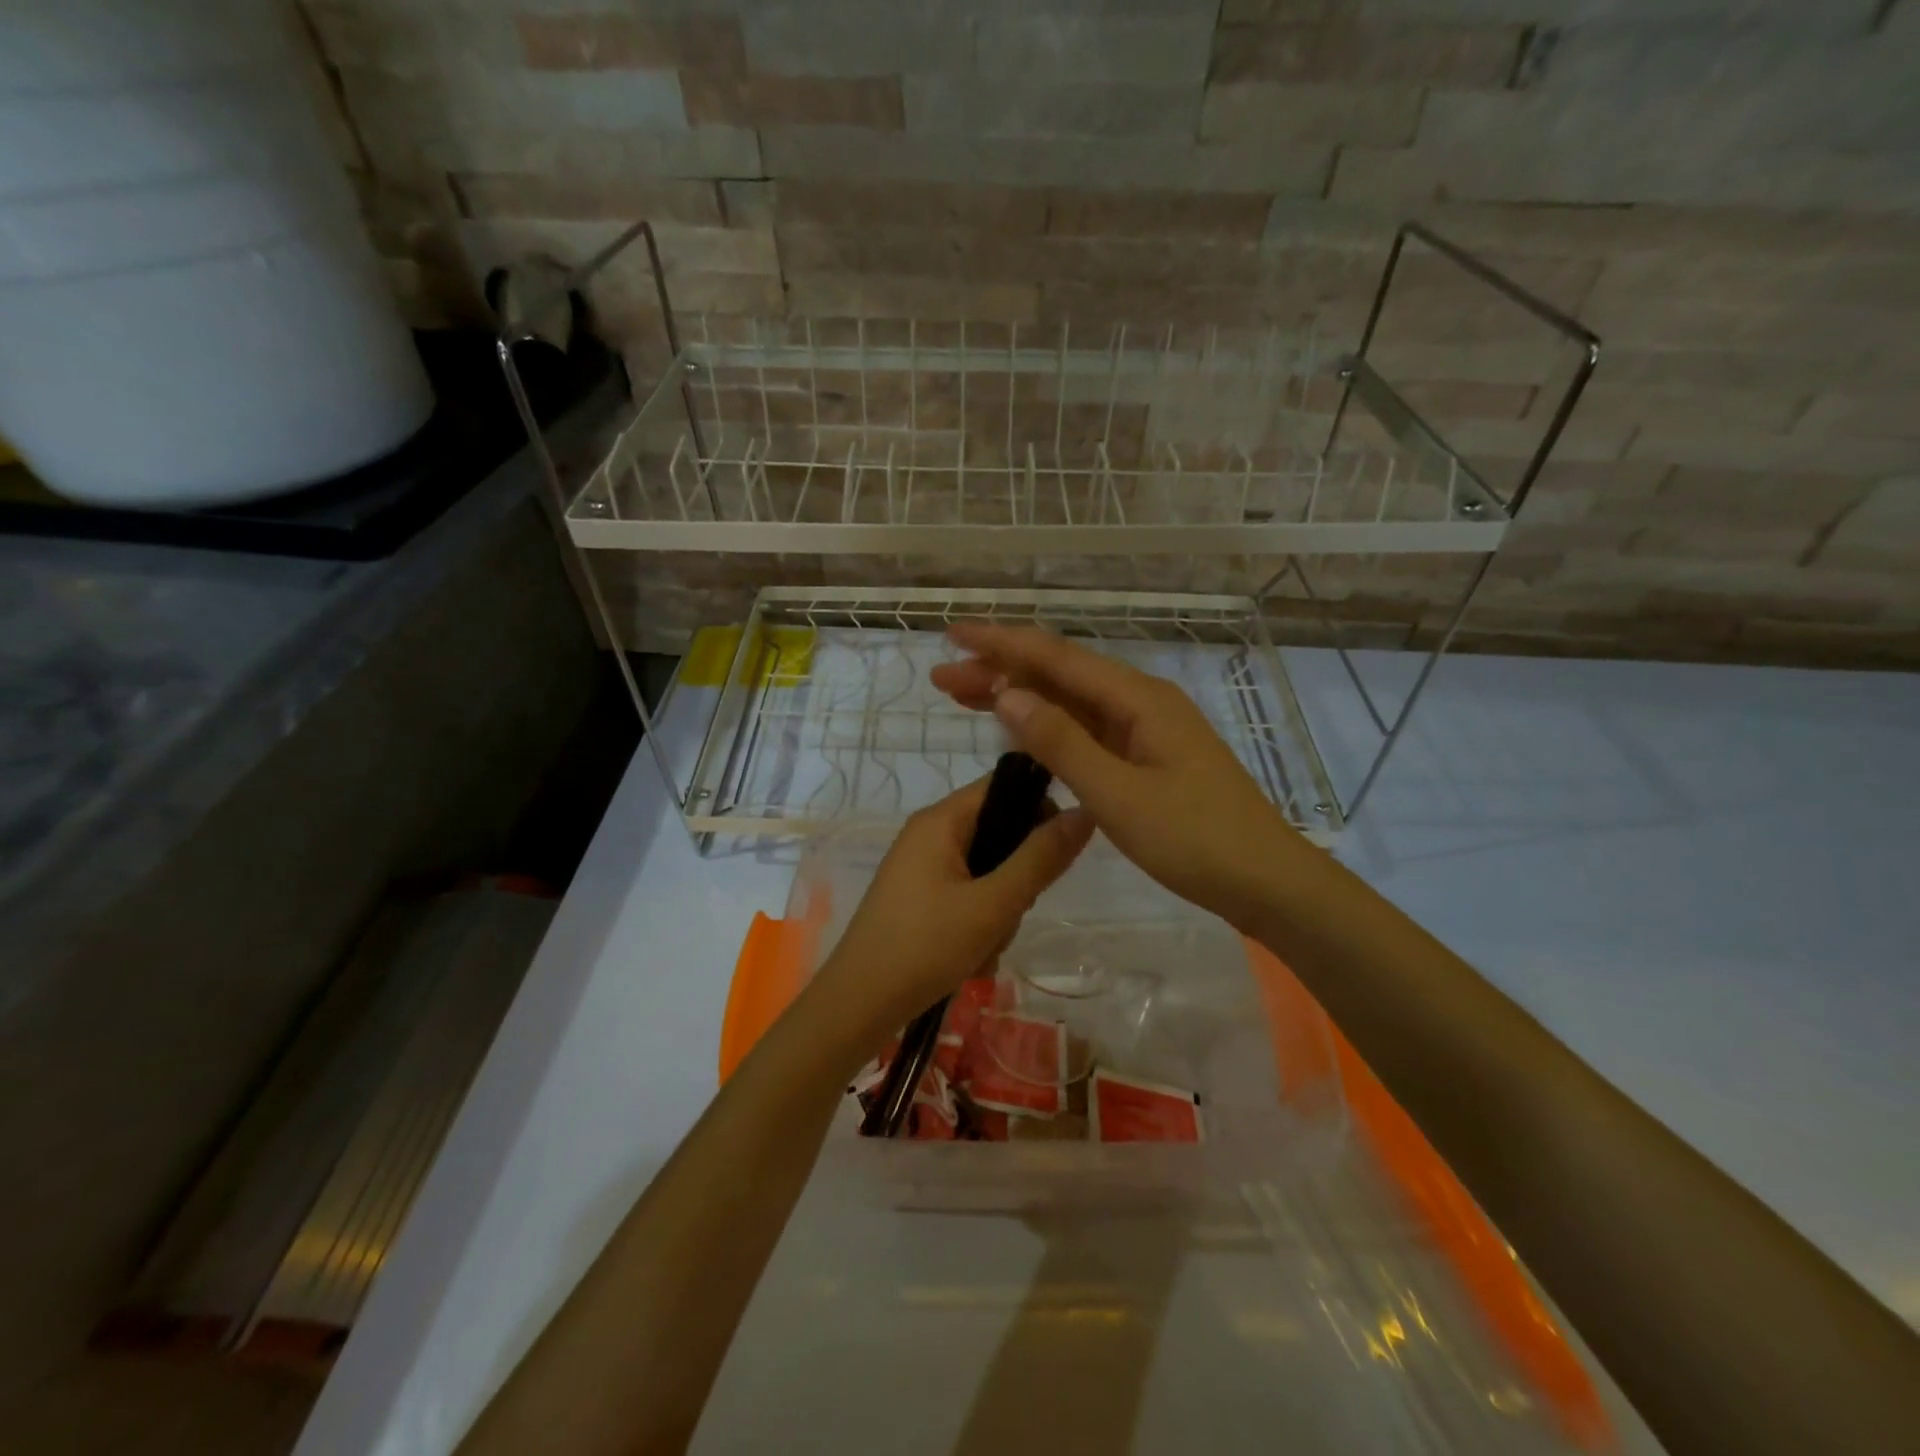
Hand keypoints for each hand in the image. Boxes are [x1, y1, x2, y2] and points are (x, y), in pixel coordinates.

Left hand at [814, 777, 1093, 1037]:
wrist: (858, 1005)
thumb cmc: (925, 946)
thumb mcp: (994, 904)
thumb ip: (1041, 858)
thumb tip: (1084, 813)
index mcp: (941, 820)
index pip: (1004, 785)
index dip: (1039, 808)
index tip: (1059, 852)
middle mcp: (929, 834)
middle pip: (998, 831)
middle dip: (1017, 875)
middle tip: (1012, 912)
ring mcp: (920, 867)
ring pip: (986, 871)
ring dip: (999, 909)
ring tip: (987, 945)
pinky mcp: (918, 898)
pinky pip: (965, 895)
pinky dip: (977, 923)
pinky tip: (972, 958)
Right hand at [930, 623, 1304, 929]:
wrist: (1265, 881)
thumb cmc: (1195, 839)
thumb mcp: (1118, 794)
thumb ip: (1061, 743)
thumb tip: (1006, 694)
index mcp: (1137, 699)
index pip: (1056, 658)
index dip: (1002, 644)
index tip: (953, 637)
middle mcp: (1140, 702)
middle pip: (1060, 675)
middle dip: (1000, 671)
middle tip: (943, 680)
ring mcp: (1145, 730)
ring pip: (1070, 702)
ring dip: (1019, 698)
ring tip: (965, 698)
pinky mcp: (1146, 757)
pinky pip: (1086, 729)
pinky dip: (1047, 727)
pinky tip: (1021, 732)